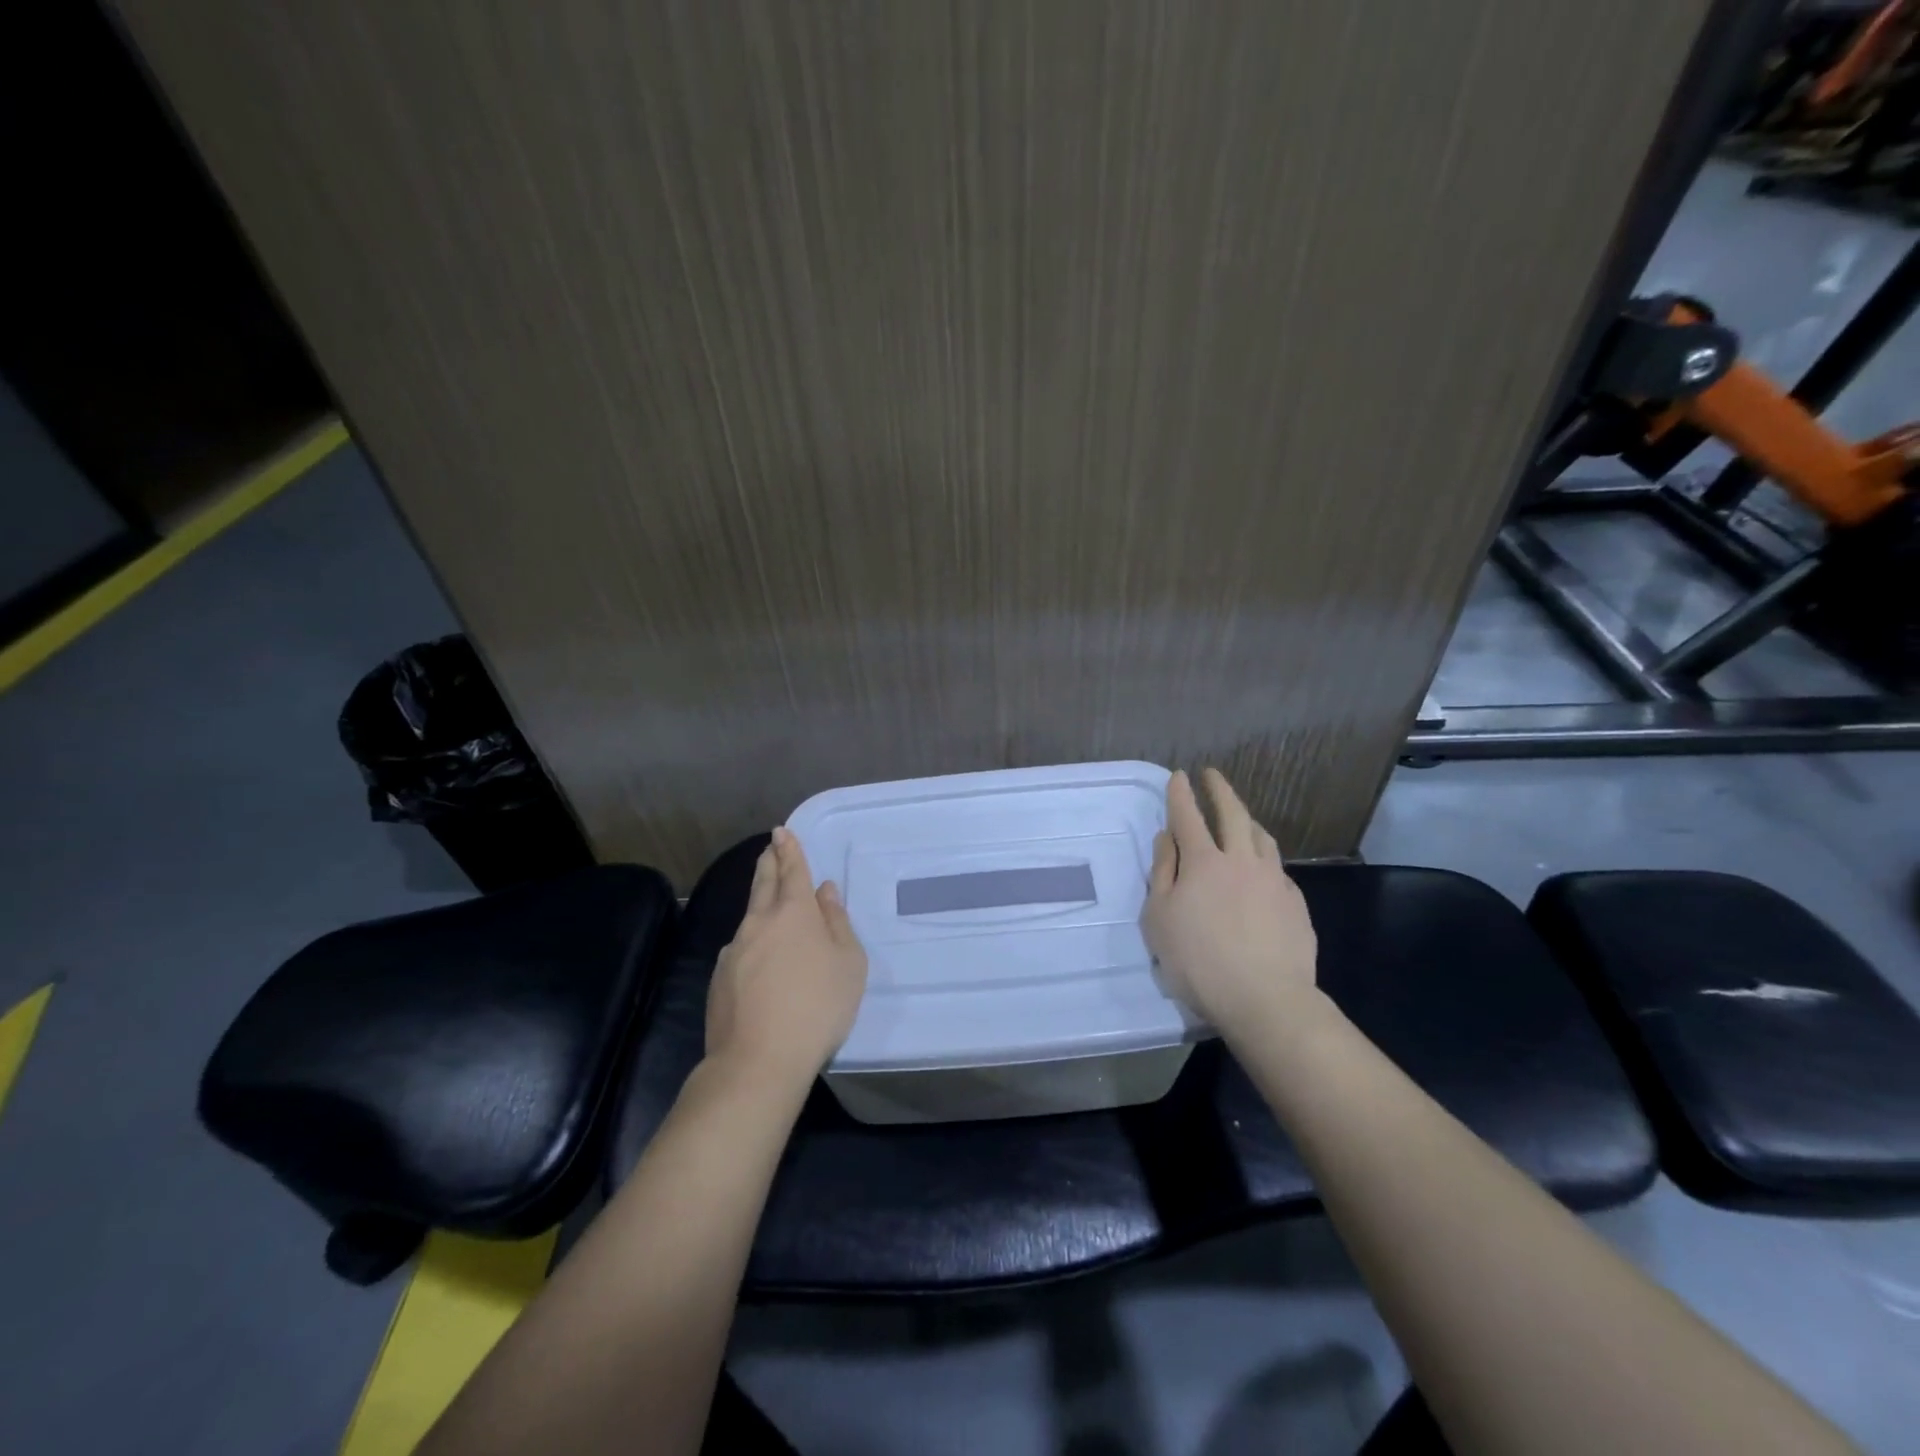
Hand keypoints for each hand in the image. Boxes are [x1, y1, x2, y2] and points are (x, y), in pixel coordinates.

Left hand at [706, 826, 868, 1093]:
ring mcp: (734, 949)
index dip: (789, 849)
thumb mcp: (848, 963)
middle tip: (769, 848)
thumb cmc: (818, 1006)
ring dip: (759, 900)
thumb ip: (837, 922)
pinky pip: (740, 947)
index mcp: (794, 913)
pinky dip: (751, 940)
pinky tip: (756, 956)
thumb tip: (825, 892)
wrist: (759, 1059)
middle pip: (763, 883)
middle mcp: (759, 922)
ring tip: (766, 898)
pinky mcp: (719, 977)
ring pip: (749, 915)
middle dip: (769, 862)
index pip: (791, 870)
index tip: (782, 832)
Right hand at [1142, 768, 1318, 1036]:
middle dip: (1220, 790)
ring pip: (1262, 837)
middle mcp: (1241, 860)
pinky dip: (1264, 858)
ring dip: (1247, 820)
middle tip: (1212, 775)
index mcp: (1203, 862)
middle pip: (1232, 814)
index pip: (1188, 816)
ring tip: (1241, 817)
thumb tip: (1167, 838)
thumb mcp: (1160, 918)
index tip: (1178, 775)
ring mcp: (1273, 880)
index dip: (1180, 794)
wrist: (1265, 999)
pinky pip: (1277, 868)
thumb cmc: (1198, 961)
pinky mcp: (1295, 903)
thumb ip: (1163, 873)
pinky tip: (1262, 871)